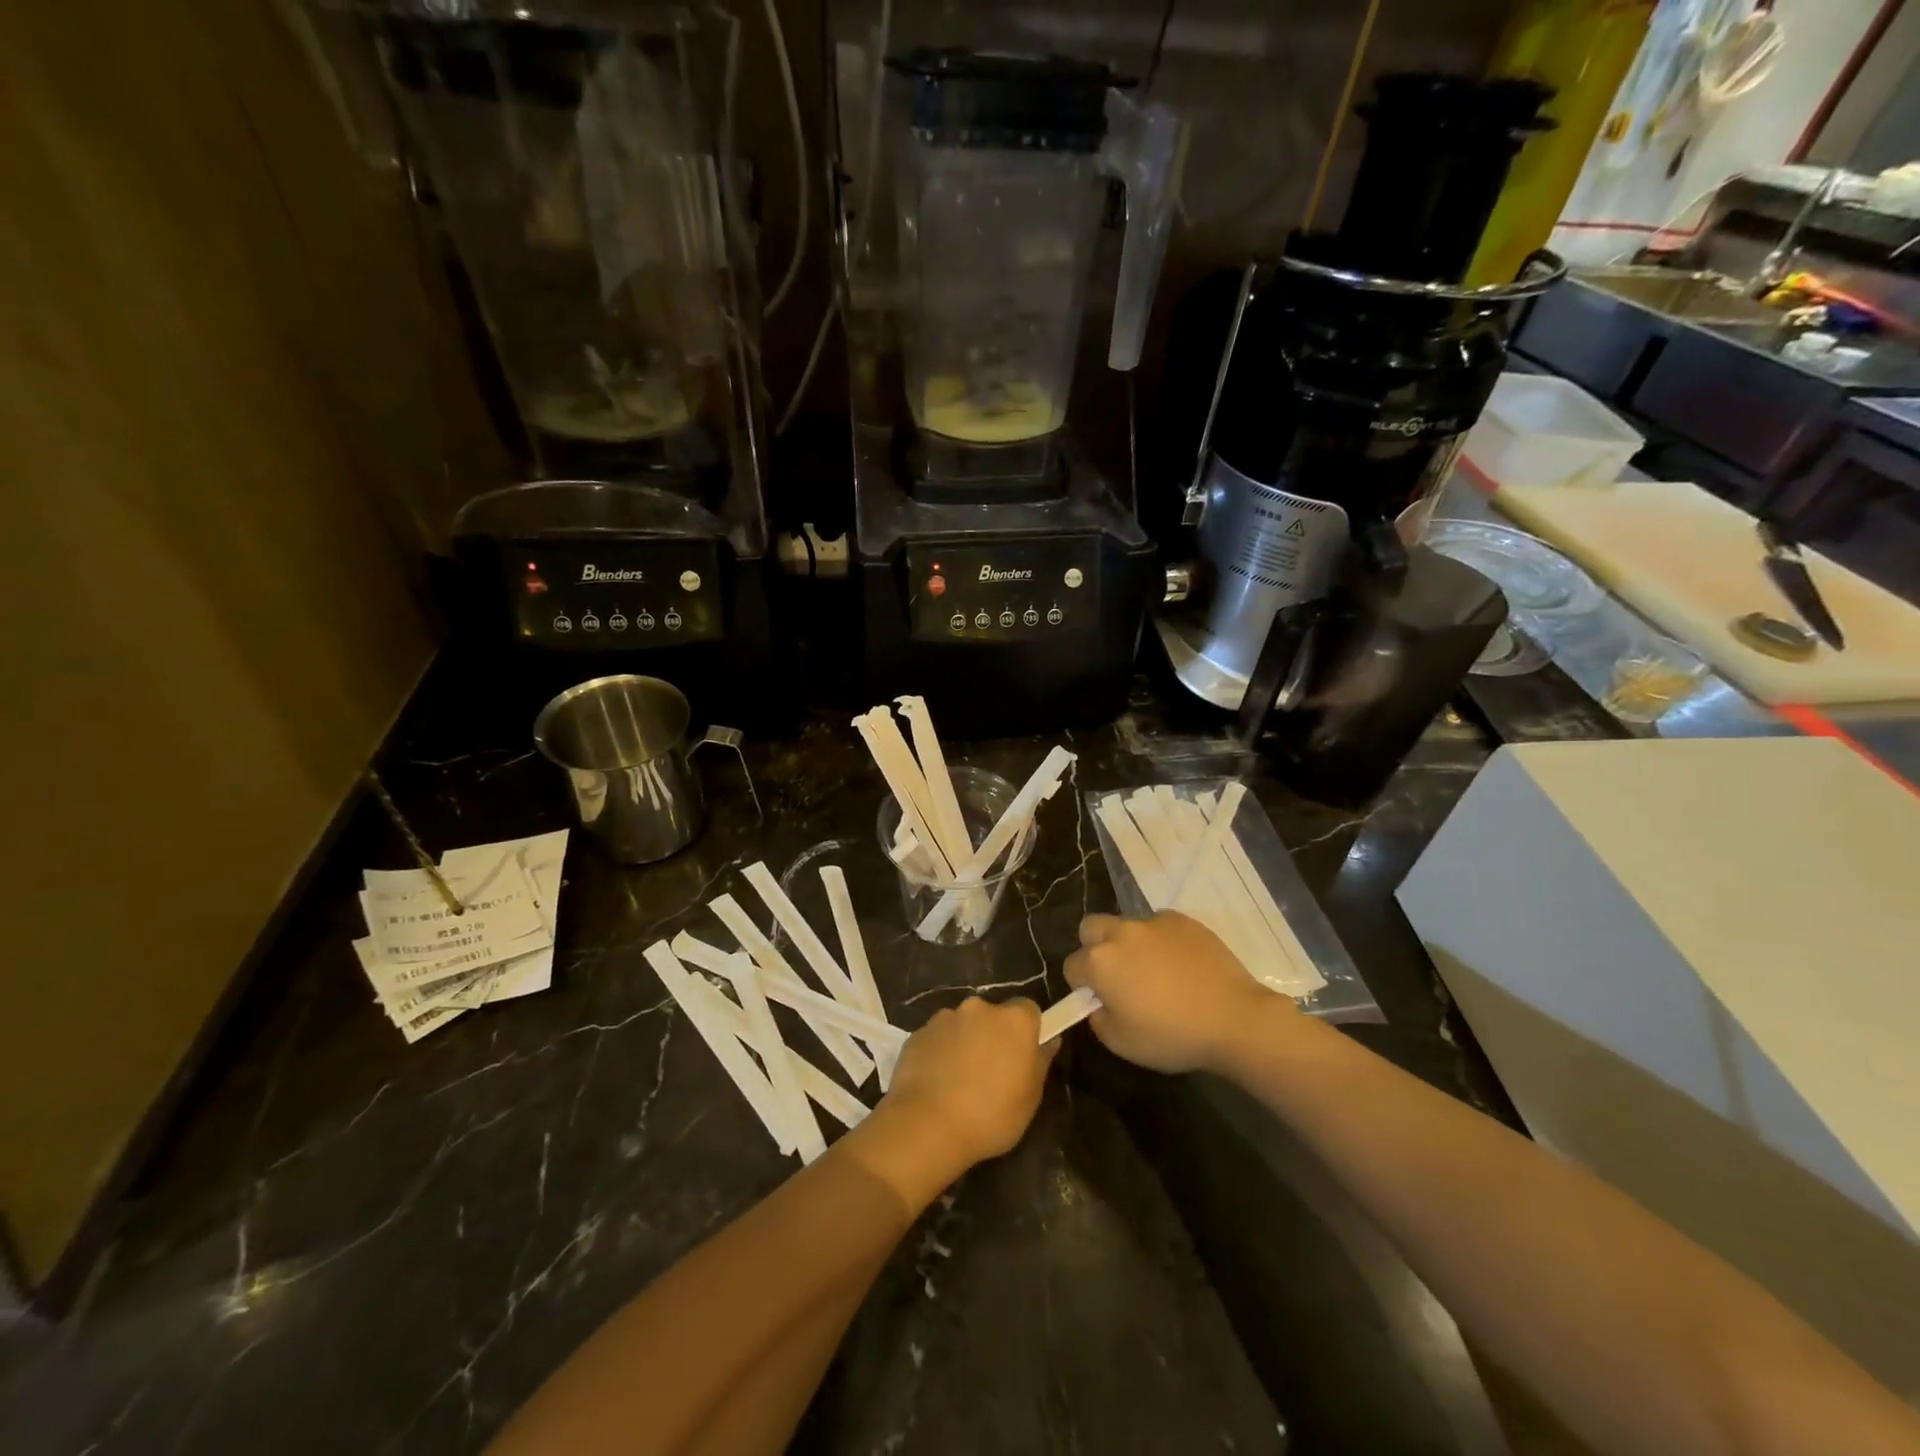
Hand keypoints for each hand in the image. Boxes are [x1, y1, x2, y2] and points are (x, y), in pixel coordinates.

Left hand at [880, 997, 1056, 1168]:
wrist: (928, 1125)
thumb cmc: (991, 1115)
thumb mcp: (1030, 1098)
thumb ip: (1040, 1062)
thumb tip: (1049, 1040)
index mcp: (1014, 1020)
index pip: (1028, 1010)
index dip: (1027, 1031)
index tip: (1023, 1056)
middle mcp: (979, 1008)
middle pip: (992, 1015)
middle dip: (993, 1035)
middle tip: (991, 1071)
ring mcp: (945, 1017)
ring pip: (962, 1025)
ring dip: (965, 1042)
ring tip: (959, 1081)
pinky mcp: (918, 1032)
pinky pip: (937, 1038)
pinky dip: (940, 1052)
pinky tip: (937, 1083)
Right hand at [1063, 912, 1294, 1073]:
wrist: (1233, 1019)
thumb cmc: (1172, 1036)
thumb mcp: (1122, 1043)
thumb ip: (1098, 1019)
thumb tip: (1099, 1004)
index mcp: (1100, 962)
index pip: (1072, 966)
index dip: (1081, 985)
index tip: (1100, 1001)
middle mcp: (1121, 933)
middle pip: (1091, 929)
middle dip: (1095, 948)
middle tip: (1118, 976)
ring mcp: (1153, 922)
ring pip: (1127, 925)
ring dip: (1130, 944)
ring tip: (1156, 971)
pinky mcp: (1182, 920)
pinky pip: (1159, 926)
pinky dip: (1161, 941)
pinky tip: (1181, 965)